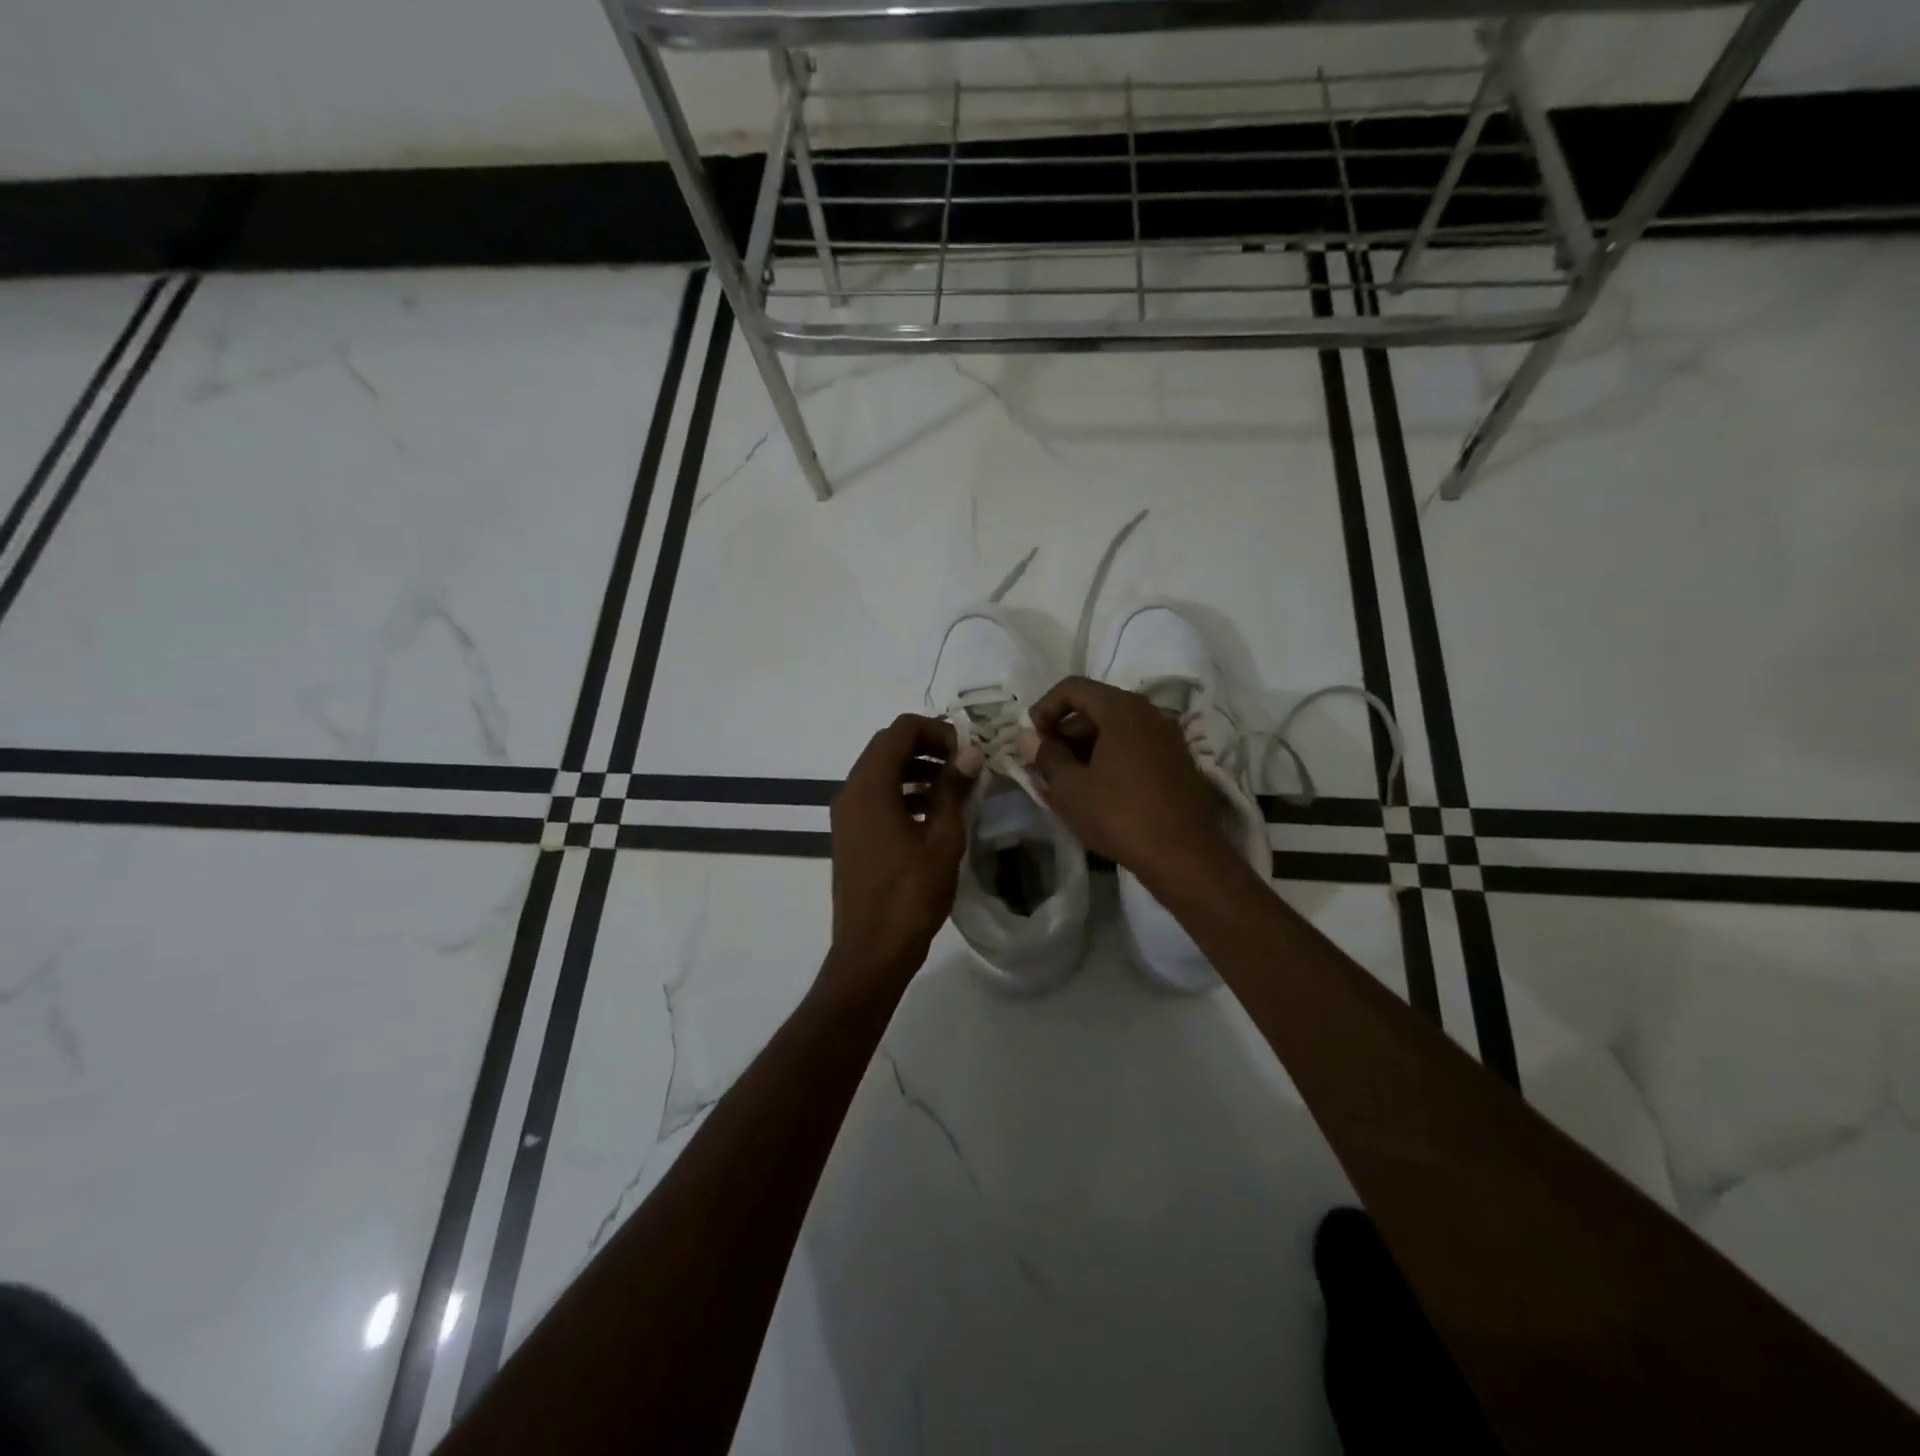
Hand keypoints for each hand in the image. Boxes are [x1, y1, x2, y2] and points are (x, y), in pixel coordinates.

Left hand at [824, 714, 976, 996]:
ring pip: (882, 773)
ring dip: (917, 770)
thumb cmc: (910, 894)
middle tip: (964, 764)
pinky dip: (904, 793)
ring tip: (955, 787)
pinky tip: (934, 813)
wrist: (872, 951)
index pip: (900, 730)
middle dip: (927, 747)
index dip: (936, 730)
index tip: (966, 751)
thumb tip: (969, 754)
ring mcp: (846, 815)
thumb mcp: (942, 838)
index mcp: (869, 786)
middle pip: (887, 747)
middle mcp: (850, 792)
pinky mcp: (851, 836)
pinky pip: (876, 798)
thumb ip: (953, 789)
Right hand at [1026, 676, 1241, 893]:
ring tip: (1066, 783)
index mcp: (1122, 709)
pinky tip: (1097, 792)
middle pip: (1096, 707)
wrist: (1184, 856)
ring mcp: (1168, 738)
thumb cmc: (1119, 815)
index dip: (1044, 708)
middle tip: (1045, 765)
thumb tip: (1029, 738)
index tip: (1031, 739)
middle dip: (1065, 732)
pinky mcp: (1178, 762)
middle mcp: (1149, 713)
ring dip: (1086, 749)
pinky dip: (1110, 759)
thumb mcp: (1070, 788)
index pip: (1073, 688)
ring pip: (1115, 729)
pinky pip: (1135, 747)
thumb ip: (1046, 756)